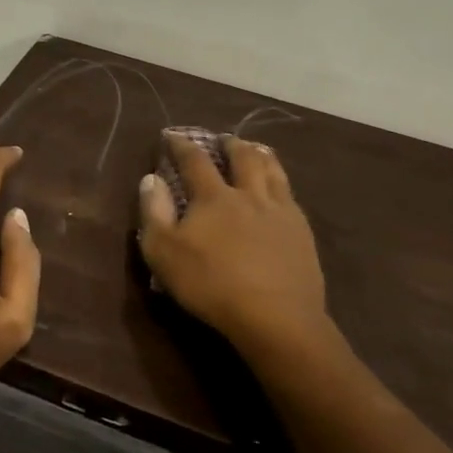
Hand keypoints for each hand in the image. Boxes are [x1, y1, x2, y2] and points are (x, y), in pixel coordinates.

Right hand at [138, 132, 337, 364]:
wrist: (276, 317)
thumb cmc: (211, 284)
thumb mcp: (163, 252)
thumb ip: (154, 212)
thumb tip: (151, 179)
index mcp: (214, 197)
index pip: (195, 160)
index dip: (181, 145)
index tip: (172, 135)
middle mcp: (249, 194)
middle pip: (242, 157)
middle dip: (230, 144)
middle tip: (223, 139)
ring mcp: (280, 212)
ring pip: (273, 171)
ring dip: (261, 155)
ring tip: (256, 150)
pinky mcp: (302, 233)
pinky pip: (292, 196)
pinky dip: (282, 183)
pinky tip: (282, 191)